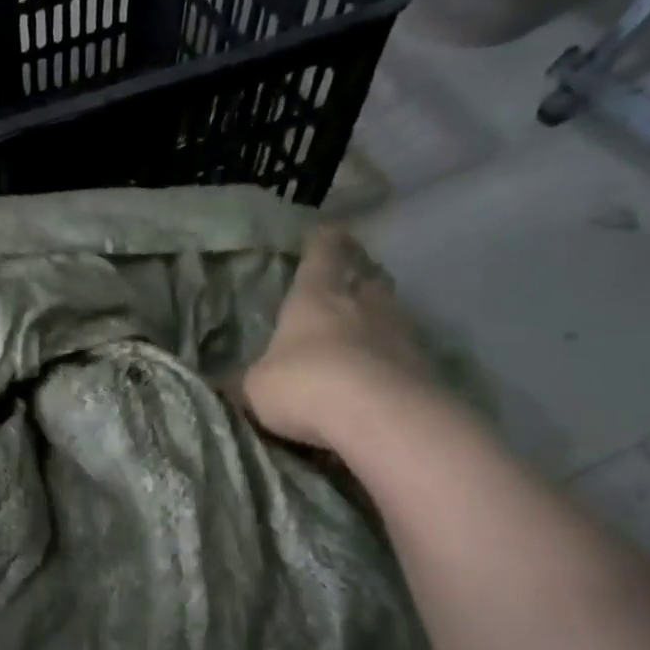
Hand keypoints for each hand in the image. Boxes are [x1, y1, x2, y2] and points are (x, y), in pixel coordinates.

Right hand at [242, 229, 435, 445]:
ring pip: (391, 310)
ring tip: (368, 324)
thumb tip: (224, 382)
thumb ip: (246, 380)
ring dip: (380, 314)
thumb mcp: (257, 388)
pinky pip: (406, 350)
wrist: (381, 418)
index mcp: (316, 295)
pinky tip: (384, 370)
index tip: (324, 231)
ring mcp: (400, 332)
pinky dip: (395, 354)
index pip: (322, 253)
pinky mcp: (426, 365)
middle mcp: (362, 303)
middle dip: (358, 274)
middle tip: (351, 277)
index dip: (322, 241)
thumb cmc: (305, 385)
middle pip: (366, 276)